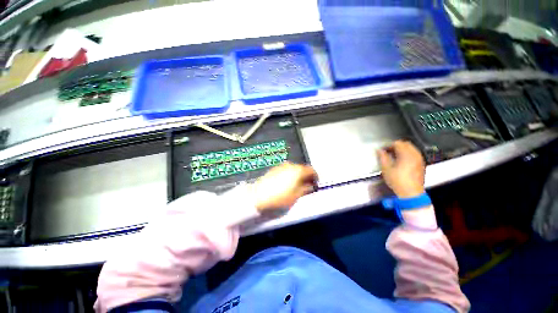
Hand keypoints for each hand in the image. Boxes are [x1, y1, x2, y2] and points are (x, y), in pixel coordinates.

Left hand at [250, 162, 317, 212]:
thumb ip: (306, 189)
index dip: (315, 176)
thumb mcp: (296, 196)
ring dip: (298, 175)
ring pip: (294, 169)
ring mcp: (281, 166)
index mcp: (298, 170)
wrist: (258, 196)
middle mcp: (290, 165)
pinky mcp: (274, 169)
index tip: (315, 183)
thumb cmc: (280, 197)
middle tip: (307, 185)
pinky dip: (290, 174)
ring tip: (296, 185)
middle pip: (302, 168)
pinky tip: (287, 182)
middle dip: (306, 176)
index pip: (311, 170)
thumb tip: (310, 186)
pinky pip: (286, 170)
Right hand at [377, 140, 425, 197]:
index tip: (382, 150)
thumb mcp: (386, 169)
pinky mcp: (421, 165)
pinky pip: (414, 154)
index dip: (388, 145)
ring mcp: (420, 159)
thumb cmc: (397, 180)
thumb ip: (383, 157)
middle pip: (406, 144)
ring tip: (393, 156)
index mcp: (406, 154)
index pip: (397, 143)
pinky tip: (401, 161)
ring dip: (402, 150)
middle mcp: (415, 155)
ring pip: (411, 149)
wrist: (411, 193)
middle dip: (396, 146)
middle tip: (387, 151)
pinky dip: (407, 154)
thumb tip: (379, 151)